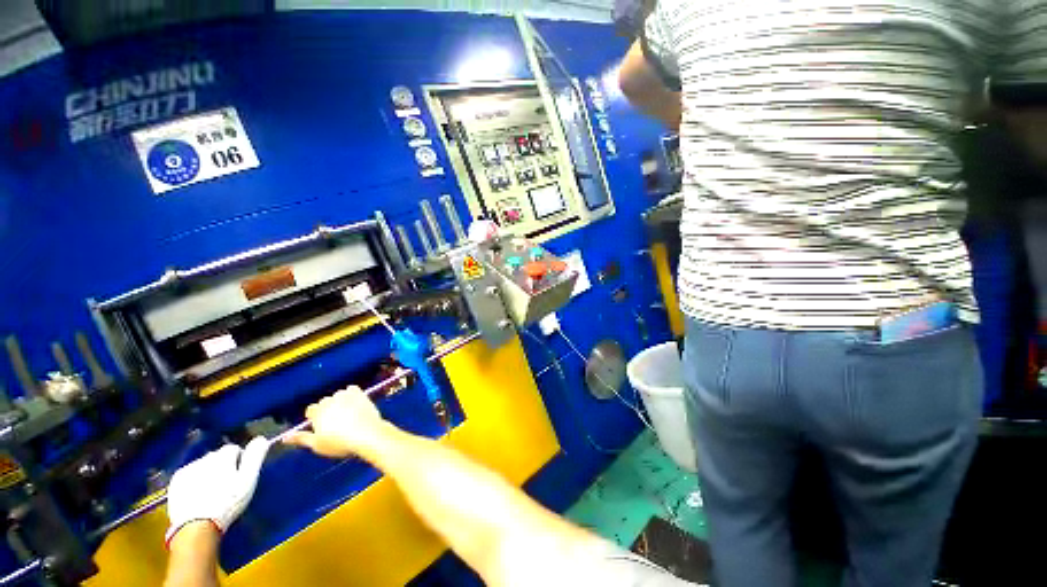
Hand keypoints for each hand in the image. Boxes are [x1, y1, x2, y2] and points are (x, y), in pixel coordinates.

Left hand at [165, 437, 269, 545]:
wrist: (196, 527)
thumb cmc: (227, 502)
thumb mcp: (248, 479)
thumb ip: (255, 457)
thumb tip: (262, 438)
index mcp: (222, 456)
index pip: (233, 448)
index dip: (239, 460)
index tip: (240, 475)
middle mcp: (203, 458)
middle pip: (216, 457)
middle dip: (222, 466)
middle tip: (227, 485)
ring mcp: (187, 471)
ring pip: (202, 466)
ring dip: (208, 473)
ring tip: (212, 491)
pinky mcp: (175, 483)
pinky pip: (189, 476)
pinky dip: (194, 482)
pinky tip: (198, 495)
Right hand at [283, 386, 390, 458]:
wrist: (367, 434)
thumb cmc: (340, 443)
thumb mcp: (317, 445)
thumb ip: (301, 439)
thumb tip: (284, 438)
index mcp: (318, 412)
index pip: (311, 410)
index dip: (315, 417)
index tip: (322, 426)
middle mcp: (330, 400)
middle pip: (324, 402)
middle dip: (327, 410)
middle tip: (335, 422)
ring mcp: (345, 395)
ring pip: (338, 395)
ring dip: (339, 402)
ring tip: (346, 415)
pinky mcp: (360, 393)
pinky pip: (352, 389)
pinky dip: (351, 394)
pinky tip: (354, 403)